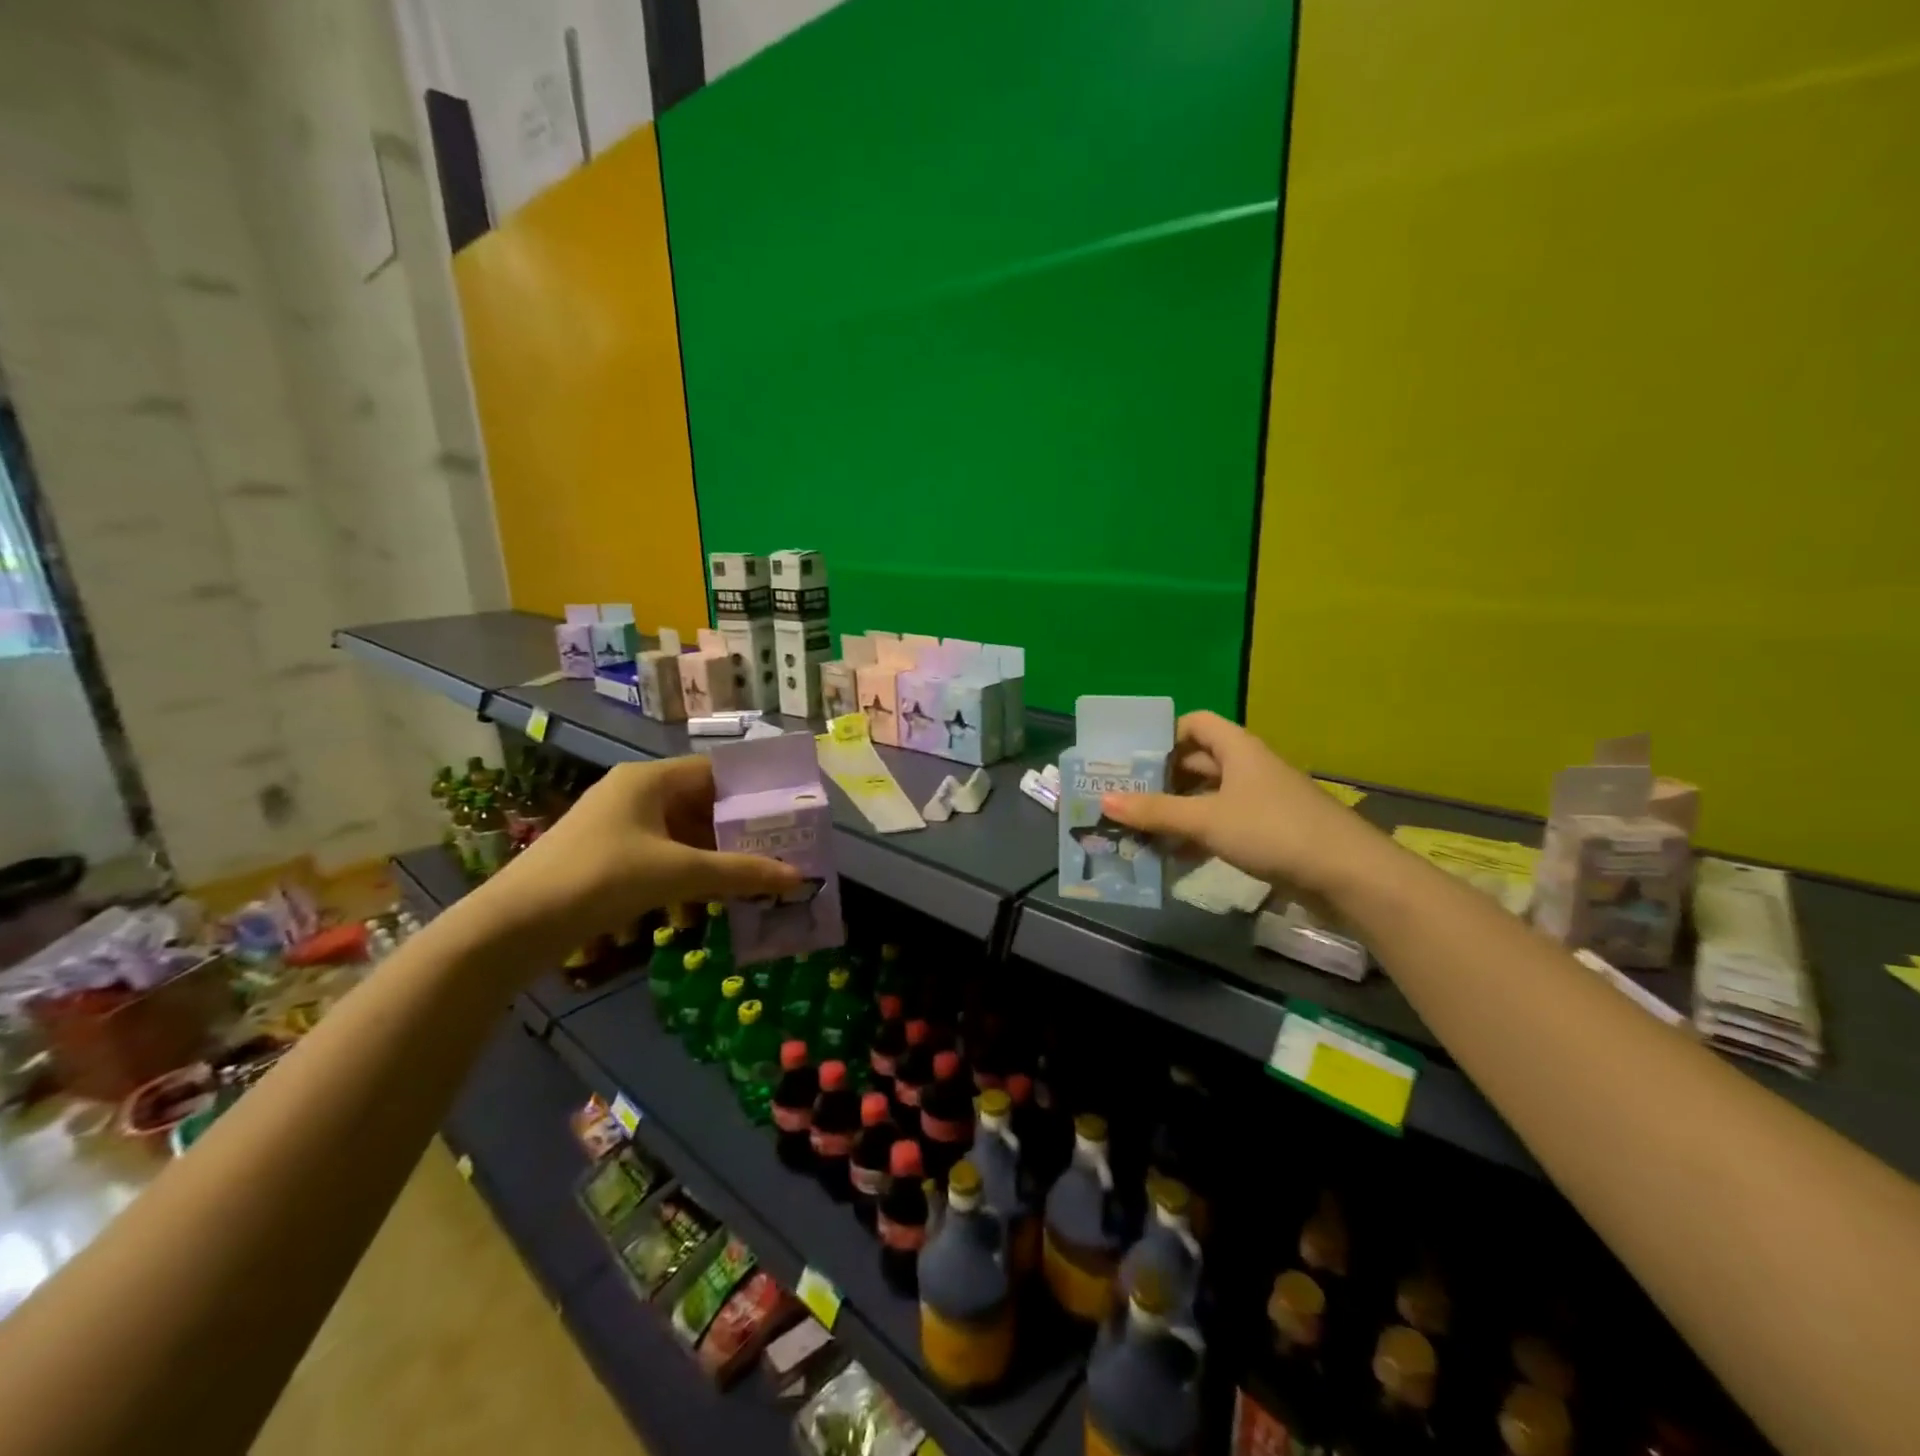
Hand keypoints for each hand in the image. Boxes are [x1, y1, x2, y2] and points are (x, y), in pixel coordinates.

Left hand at [476, 757, 800, 954]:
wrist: (513, 926)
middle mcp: (635, 793)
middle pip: (701, 804)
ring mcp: (618, 825)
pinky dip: (685, 875)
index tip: (786, 814)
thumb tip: (799, 877)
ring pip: (682, 834)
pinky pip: (661, 855)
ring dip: (713, 858)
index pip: (716, 771)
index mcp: (649, 779)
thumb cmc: (599, 878)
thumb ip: (740, 873)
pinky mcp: (606, 856)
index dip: (753, 790)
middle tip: (776, 852)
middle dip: (737, 831)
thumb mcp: (676, 873)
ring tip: (748, 882)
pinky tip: (700, 905)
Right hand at [1099, 711, 1376, 894]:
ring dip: (1176, 813)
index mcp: (1237, 749)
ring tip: (1140, 832)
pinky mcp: (1267, 832)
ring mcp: (1260, 801)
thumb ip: (1156, 811)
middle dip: (1161, 781)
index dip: (1163, 736)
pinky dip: (1197, 836)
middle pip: (1196, 763)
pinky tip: (1174, 858)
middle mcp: (1247, 767)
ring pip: (1207, 797)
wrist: (1347, 875)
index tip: (1133, 762)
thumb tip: (1105, 799)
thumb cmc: (1273, 830)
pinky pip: (1222, 824)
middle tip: (1125, 799)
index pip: (1194, 724)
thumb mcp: (1206, 819)